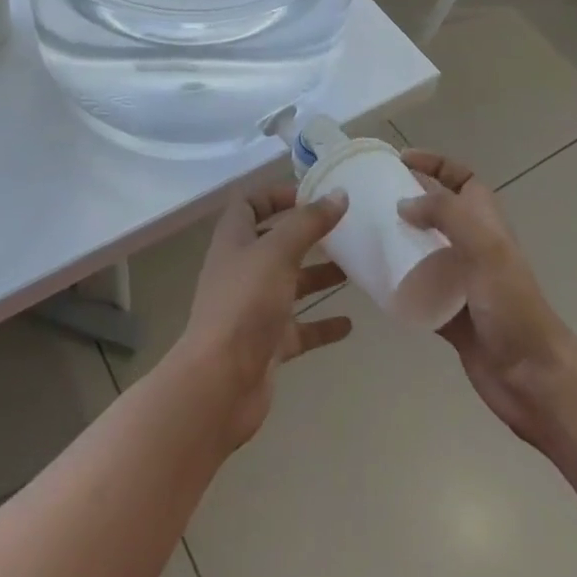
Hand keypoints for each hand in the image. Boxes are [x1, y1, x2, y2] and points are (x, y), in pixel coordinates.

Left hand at [170, 184, 352, 449]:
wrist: (221, 381)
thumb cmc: (245, 303)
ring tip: (355, 269)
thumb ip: (309, 223)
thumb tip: (339, 194)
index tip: (314, 194)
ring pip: (290, 284)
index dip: (277, 195)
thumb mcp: (278, 252)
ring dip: (319, 276)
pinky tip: (349, 324)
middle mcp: (242, 269)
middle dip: (307, 235)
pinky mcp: (268, 343)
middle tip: (345, 229)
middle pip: (275, 243)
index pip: (250, 204)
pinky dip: (322, 324)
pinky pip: (299, 328)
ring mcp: (254, 308)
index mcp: (235, 239)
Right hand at [398, 150, 576, 454]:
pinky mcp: (448, 313)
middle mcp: (473, 246)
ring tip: (364, 232)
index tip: (399, 160)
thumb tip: (403, 205)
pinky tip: (372, 278)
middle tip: (370, 196)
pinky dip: (396, 281)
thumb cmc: (512, 305)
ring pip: (422, 249)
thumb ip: (445, 214)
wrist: (533, 379)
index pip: (460, 178)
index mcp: (486, 223)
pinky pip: (416, 288)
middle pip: (436, 211)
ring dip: (398, 239)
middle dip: (407, 200)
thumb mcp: (483, 247)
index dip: (434, 164)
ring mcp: (460, 281)